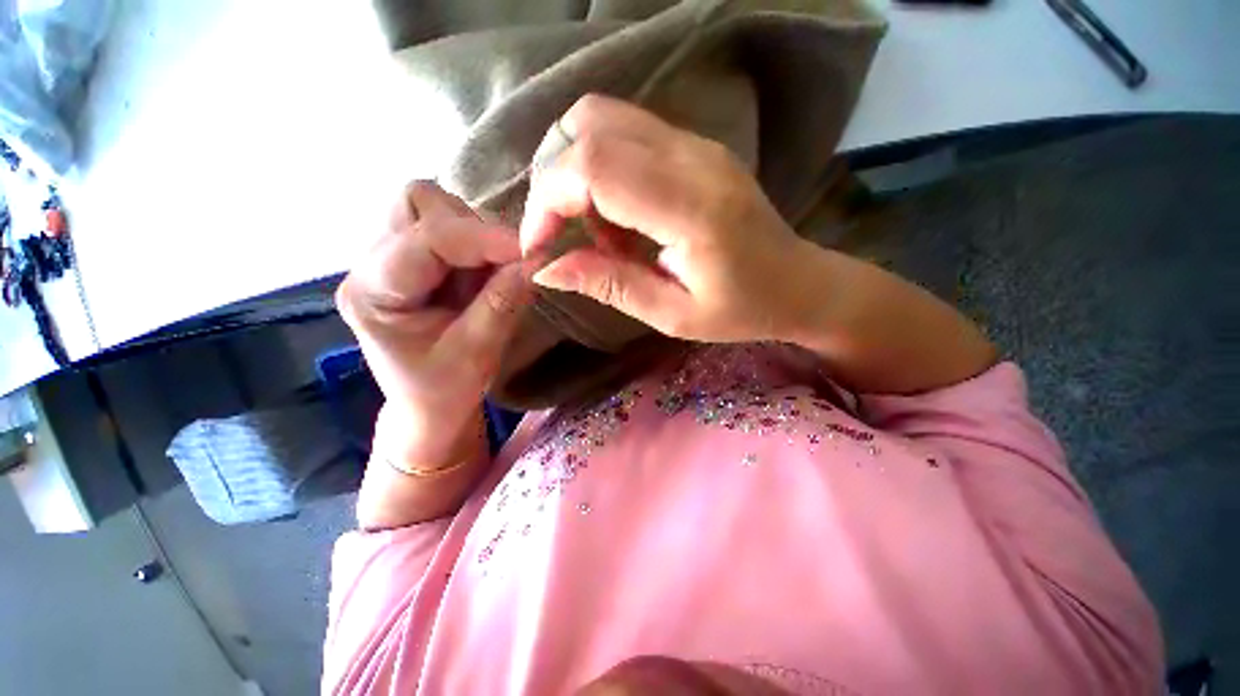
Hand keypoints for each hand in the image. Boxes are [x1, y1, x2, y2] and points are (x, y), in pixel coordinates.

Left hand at [336, 181, 531, 467]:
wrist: (429, 407)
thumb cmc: (446, 391)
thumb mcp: (477, 354)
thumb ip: (503, 302)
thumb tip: (535, 261)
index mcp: (372, 293)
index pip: (426, 239)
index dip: (483, 238)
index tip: (530, 251)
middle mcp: (371, 264)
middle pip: (417, 202)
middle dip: (471, 227)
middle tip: (503, 265)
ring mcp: (390, 257)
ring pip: (433, 208)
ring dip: (476, 236)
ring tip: (492, 277)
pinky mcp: (414, 260)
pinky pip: (449, 228)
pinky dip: (479, 245)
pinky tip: (486, 277)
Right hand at [520, 95, 817, 343]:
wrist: (799, 282)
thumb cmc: (742, 310)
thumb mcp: (672, 315)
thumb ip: (609, 286)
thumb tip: (547, 270)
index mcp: (691, 208)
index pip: (593, 167)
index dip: (548, 200)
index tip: (539, 246)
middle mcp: (692, 157)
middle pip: (588, 125)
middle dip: (553, 181)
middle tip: (560, 234)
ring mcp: (696, 143)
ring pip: (602, 119)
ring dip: (577, 173)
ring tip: (599, 234)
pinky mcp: (694, 146)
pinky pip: (625, 135)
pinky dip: (601, 171)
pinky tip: (620, 220)